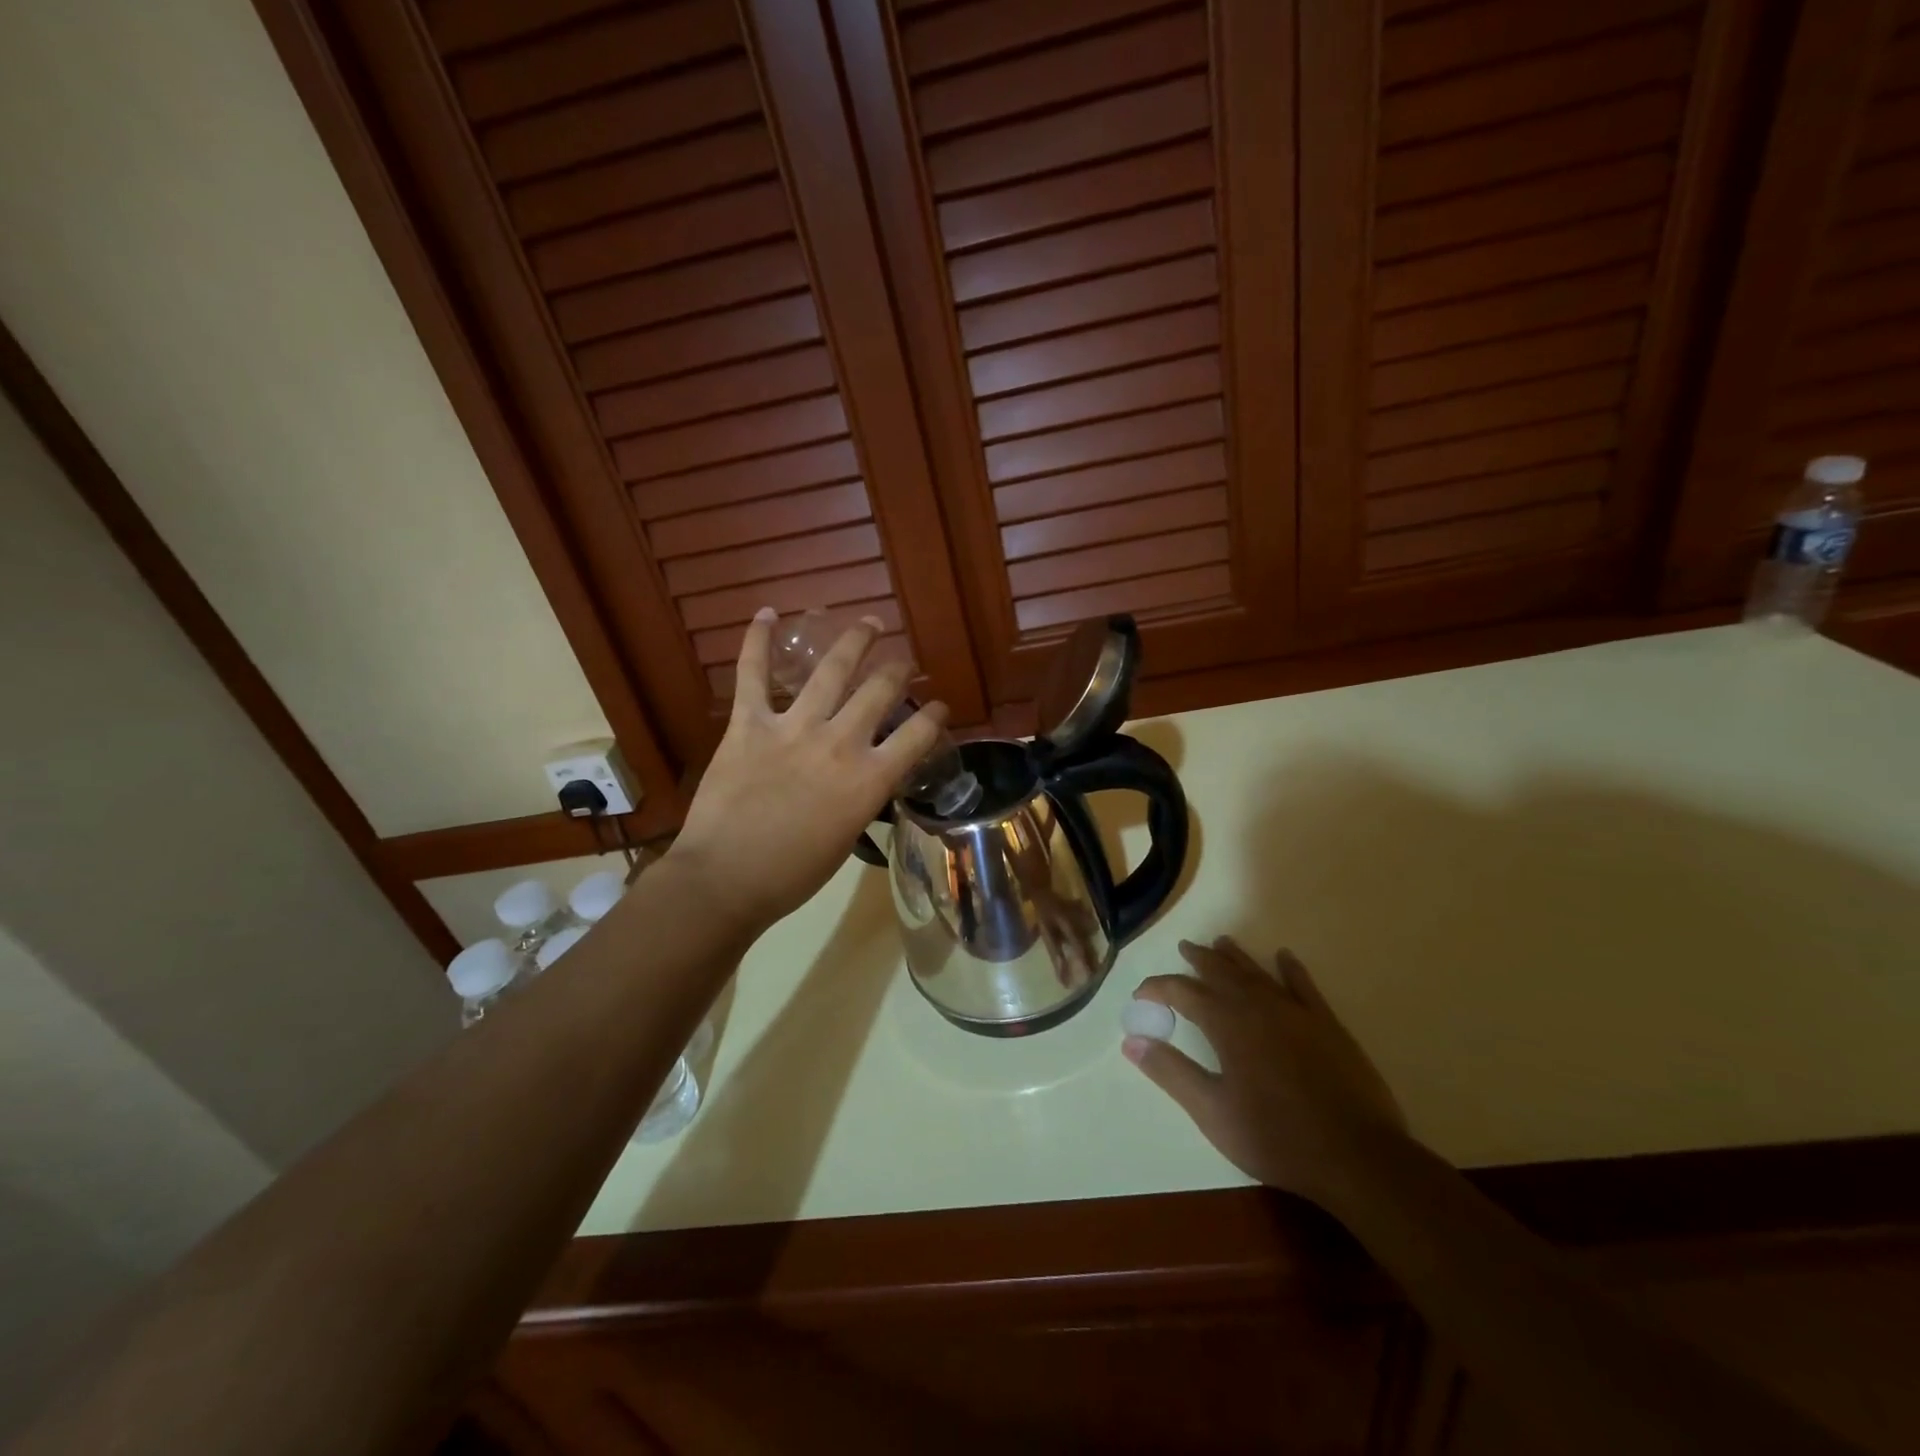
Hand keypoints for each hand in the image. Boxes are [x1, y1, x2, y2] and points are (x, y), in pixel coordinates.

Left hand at [667, 609, 945, 931]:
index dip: (935, 716)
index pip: (918, 735)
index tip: (940, 707)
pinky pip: (753, 674)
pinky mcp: (749, 724)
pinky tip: (768, 614)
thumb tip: (864, 776)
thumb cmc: (793, 874)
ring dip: (854, 641)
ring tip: (868, 622)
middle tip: (902, 663)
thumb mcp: (847, 837)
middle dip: (898, 671)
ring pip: (831, 669)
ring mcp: (794, 727)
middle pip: (881, 691)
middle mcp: (840, 743)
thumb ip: (862, 797)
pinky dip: (758, 642)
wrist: (726, 879)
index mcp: (869, 779)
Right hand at [1127, 938, 1405, 1207]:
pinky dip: (1291, 970)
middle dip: (1199, 960)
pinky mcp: (1327, 1025)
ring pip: (1258, 973)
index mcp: (1227, 1024)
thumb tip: (1130, 1041)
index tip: (1141, 995)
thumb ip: (1171, 1072)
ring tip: (1221, 942)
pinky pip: (1304, 986)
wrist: (1356, 1156)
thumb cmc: (1275, 1137)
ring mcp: (1295, 1013)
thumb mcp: (1212, 1112)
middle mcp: (1258, 1007)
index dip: (1158, 988)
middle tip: (1184, 947)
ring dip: (1236, 957)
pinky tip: (1285, 957)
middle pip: (1221, 972)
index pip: (1183, 993)